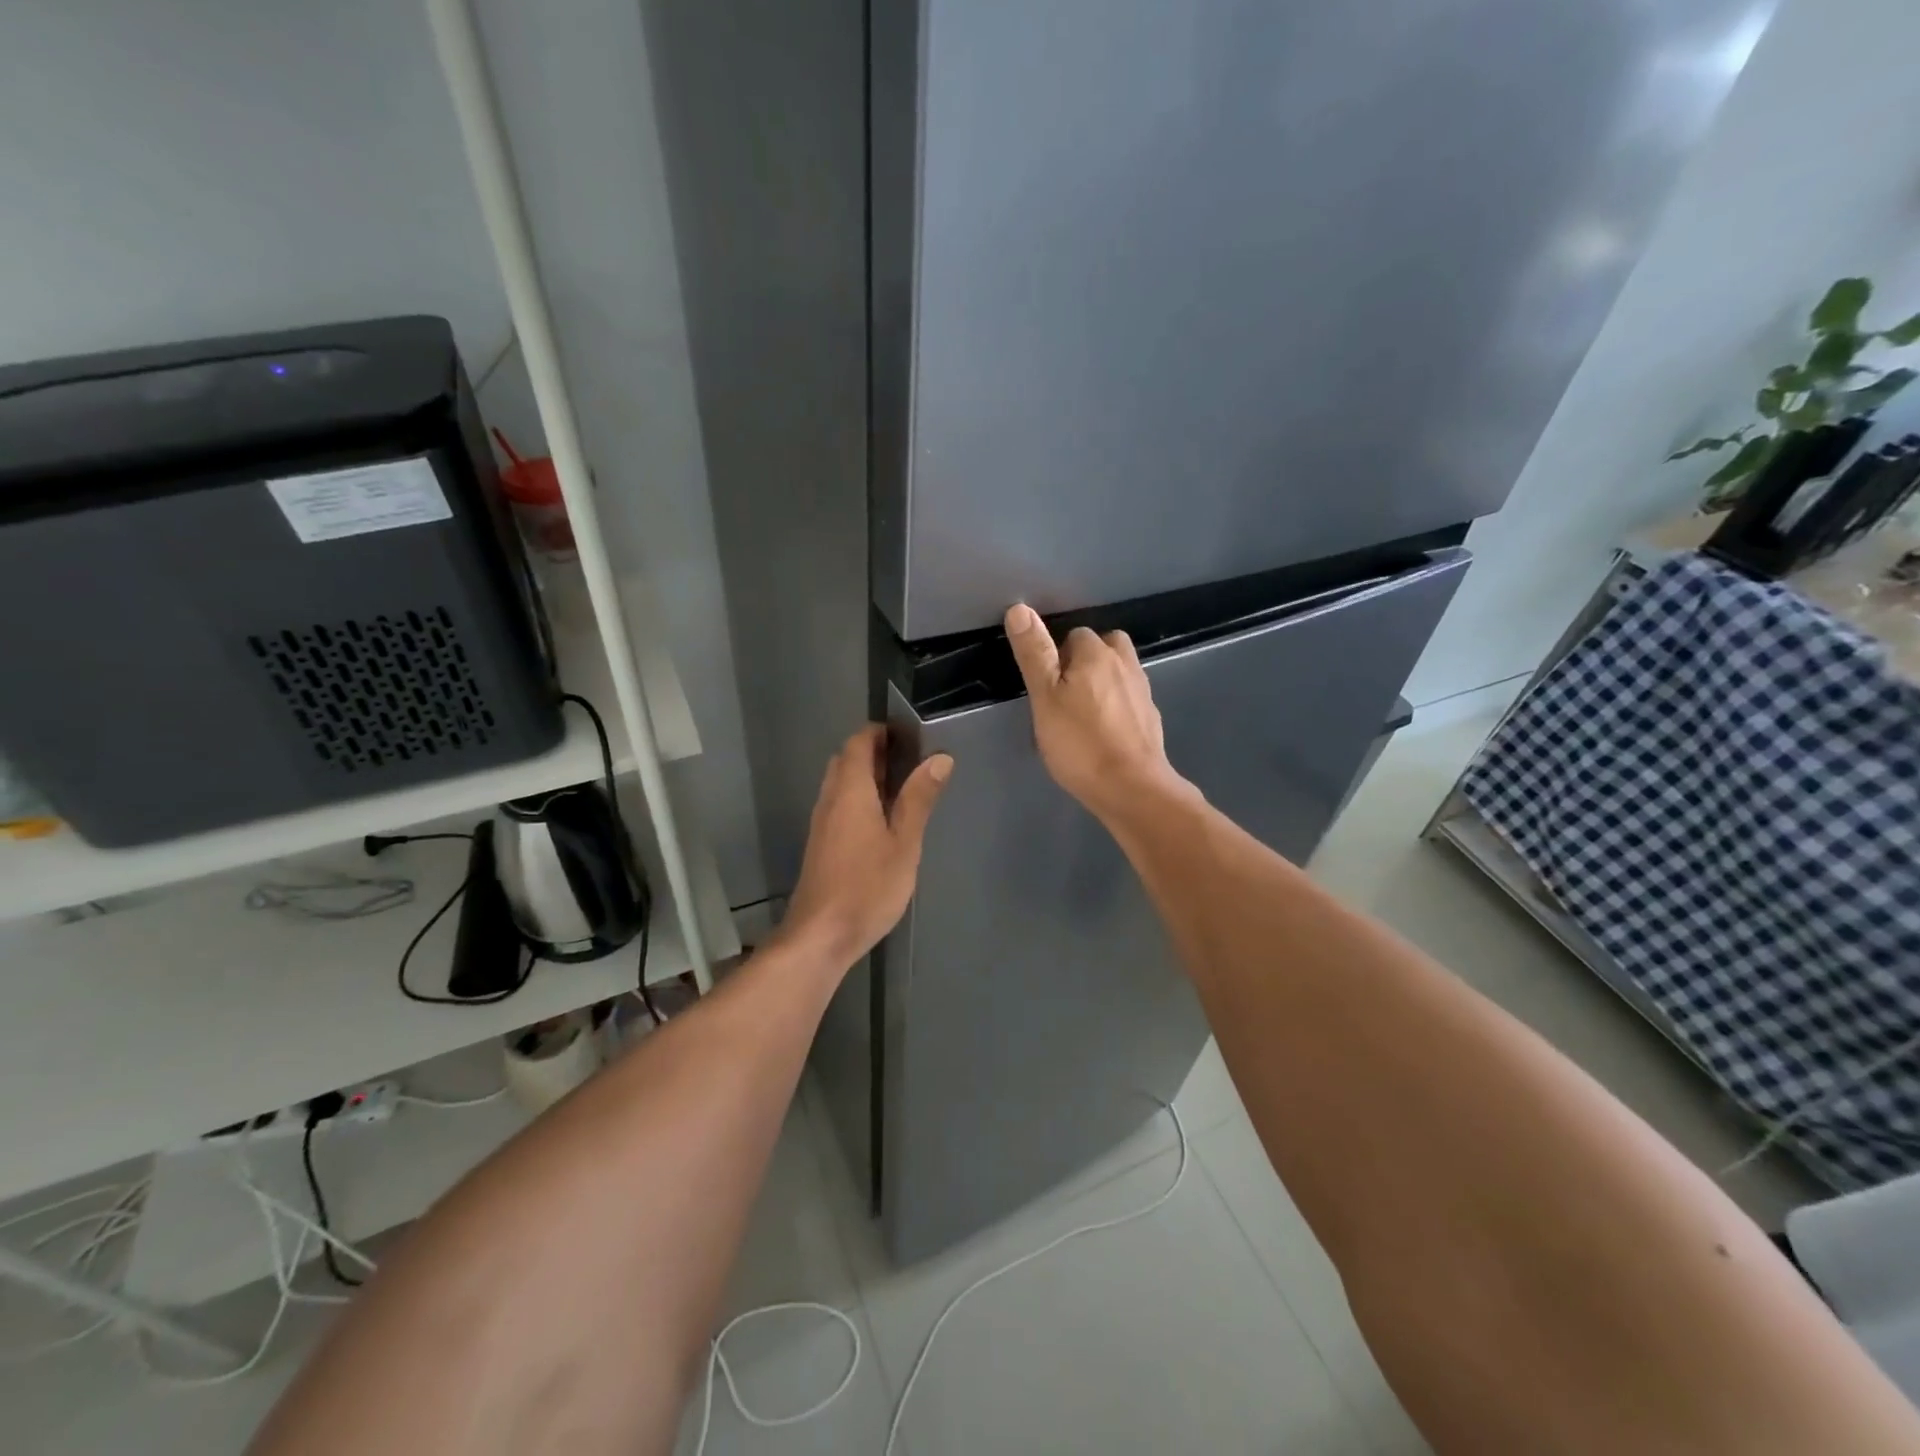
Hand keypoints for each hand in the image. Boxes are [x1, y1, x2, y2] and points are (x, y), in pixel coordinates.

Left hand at [779, 725, 952, 965]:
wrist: (820, 935)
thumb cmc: (867, 887)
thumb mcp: (904, 843)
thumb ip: (919, 799)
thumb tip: (939, 758)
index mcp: (850, 792)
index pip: (858, 743)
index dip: (879, 732)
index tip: (908, 735)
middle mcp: (830, 800)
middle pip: (846, 760)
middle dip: (874, 752)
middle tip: (910, 761)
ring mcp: (821, 823)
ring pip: (840, 784)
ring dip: (865, 776)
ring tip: (902, 788)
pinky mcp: (820, 844)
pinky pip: (838, 805)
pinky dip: (858, 798)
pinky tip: (881, 821)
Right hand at [1004, 603, 1191, 823]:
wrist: (1132, 788)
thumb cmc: (1080, 742)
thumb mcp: (1045, 698)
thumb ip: (1034, 654)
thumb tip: (1020, 608)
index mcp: (1097, 654)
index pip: (1075, 634)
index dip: (1057, 655)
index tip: (1045, 683)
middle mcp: (1125, 664)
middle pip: (1105, 647)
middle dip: (1086, 660)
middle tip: (1064, 692)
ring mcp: (1143, 692)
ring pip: (1120, 672)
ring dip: (1104, 681)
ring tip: (1083, 710)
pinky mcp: (1151, 719)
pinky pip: (1130, 700)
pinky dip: (1117, 706)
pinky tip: (1104, 730)